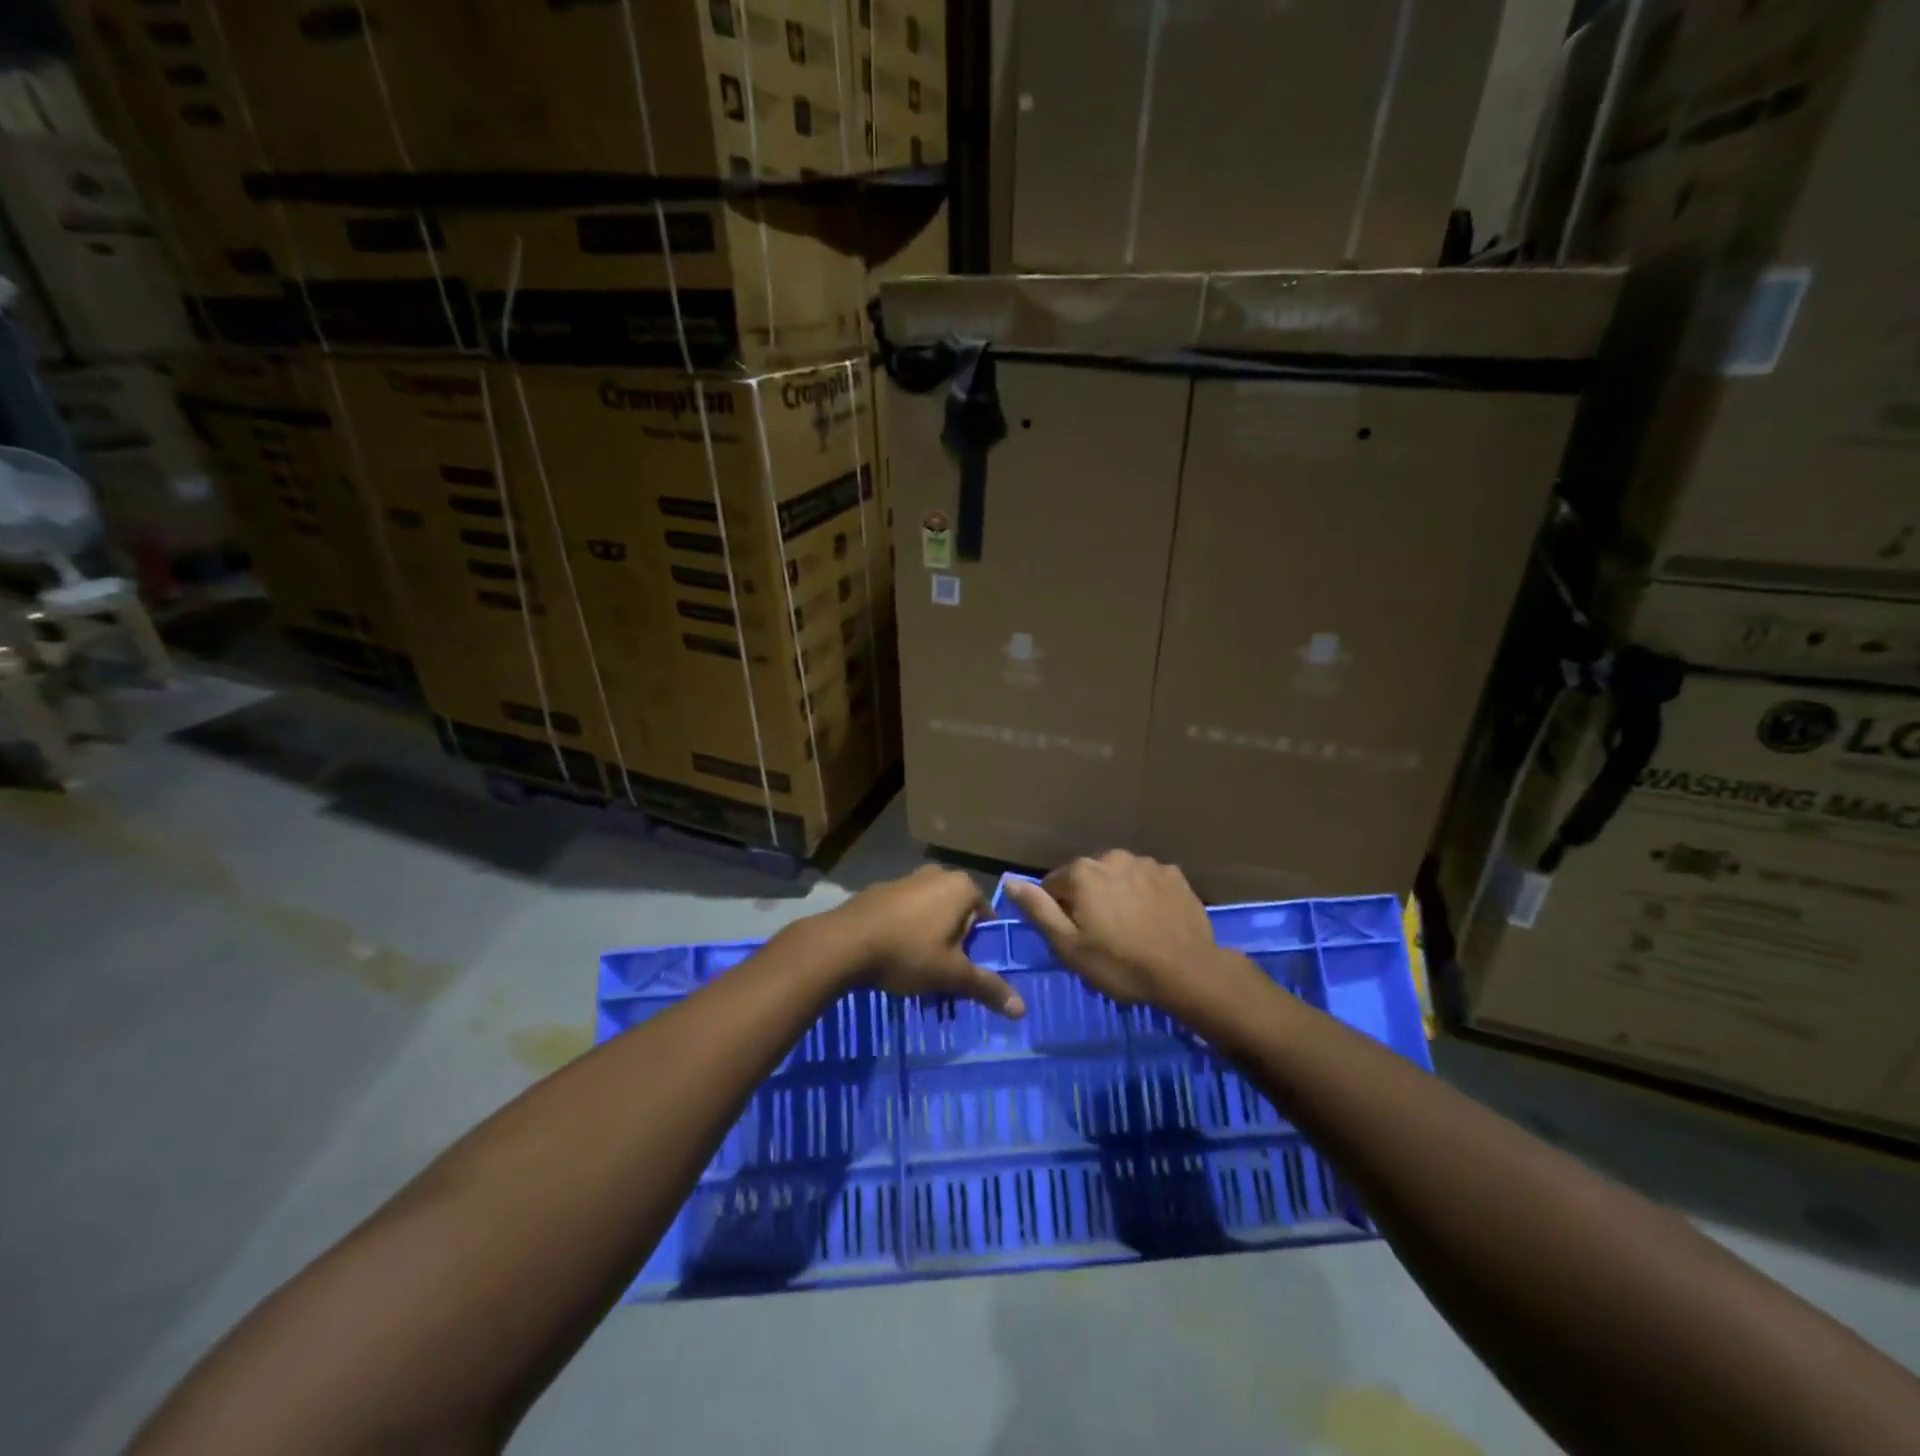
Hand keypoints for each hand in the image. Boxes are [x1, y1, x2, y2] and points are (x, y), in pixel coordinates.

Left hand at [822, 866, 1025, 1018]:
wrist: (844, 943)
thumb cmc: (908, 952)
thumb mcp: (952, 975)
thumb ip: (987, 988)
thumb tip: (1022, 1010)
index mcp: (961, 887)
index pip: (986, 916)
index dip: (980, 946)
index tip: (969, 969)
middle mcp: (937, 874)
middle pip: (958, 914)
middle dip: (955, 943)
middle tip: (945, 974)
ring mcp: (906, 879)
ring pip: (930, 913)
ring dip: (930, 938)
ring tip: (918, 971)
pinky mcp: (880, 890)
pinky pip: (905, 912)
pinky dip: (905, 931)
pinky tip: (893, 957)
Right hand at [1006, 851, 1262, 1014]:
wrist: (1187, 971)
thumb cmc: (1120, 963)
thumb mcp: (1069, 946)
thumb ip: (1038, 910)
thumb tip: (1009, 882)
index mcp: (1082, 873)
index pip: (1053, 885)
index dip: (1058, 911)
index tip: (1072, 936)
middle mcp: (1112, 857)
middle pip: (1087, 877)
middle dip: (1088, 899)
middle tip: (1101, 935)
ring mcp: (1146, 863)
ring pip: (1118, 876)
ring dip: (1117, 894)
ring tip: (1129, 927)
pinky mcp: (1173, 874)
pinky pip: (1147, 880)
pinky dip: (1144, 894)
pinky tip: (1152, 919)